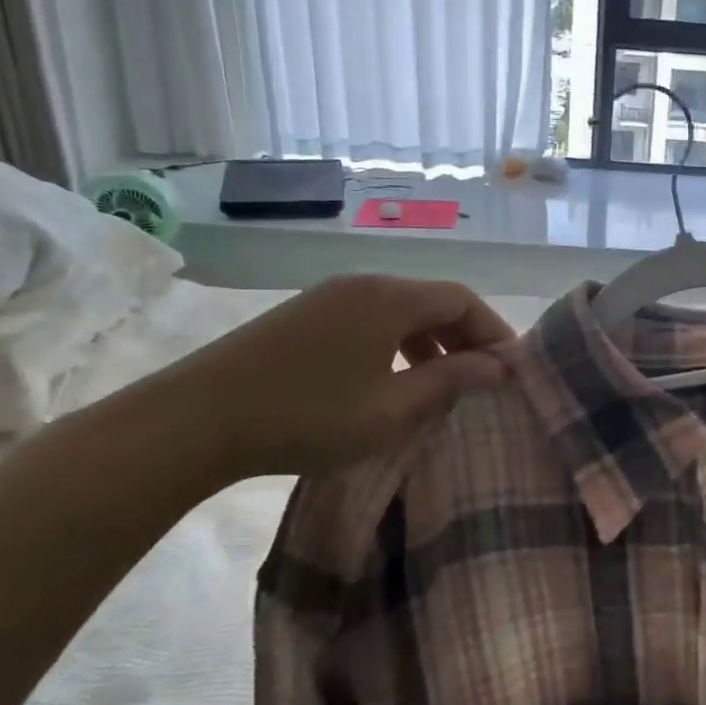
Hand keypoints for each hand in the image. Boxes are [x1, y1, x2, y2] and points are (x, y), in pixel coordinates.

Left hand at [152, 275, 514, 482]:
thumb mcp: (391, 409)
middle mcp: (364, 284)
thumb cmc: (306, 416)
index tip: (511, 369)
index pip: (463, 299)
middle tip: (483, 379)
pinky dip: (397, 343)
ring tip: (441, 383)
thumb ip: (451, 382)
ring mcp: (330, 296)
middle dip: (465, 336)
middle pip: (433, 299)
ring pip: (401, 310)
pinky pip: (371, 319)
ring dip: (431, 341)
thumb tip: (499, 367)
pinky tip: (391, 379)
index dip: (494, 330)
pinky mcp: (305, 315)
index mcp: (390, 298)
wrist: (194, 420)